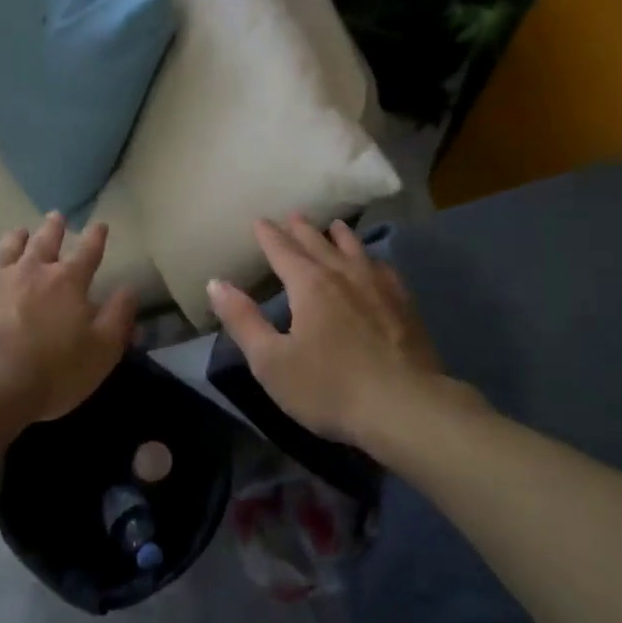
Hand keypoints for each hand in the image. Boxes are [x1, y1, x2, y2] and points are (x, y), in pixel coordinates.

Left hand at [0, 212, 137, 432]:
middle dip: (54, 228)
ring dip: (15, 240)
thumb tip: (129, 289)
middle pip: (44, 242)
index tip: (100, 224)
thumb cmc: (50, 373)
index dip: (96, 238)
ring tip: (19, 232)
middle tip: (56, 216)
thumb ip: (118, 318)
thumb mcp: (101, 352)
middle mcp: (30, 271)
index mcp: (67, 282)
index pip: (88, 253)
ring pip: (6, 250)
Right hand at [207, 215, 449, 448]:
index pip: (283, 251)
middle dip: (302, 229)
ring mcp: (379, 288)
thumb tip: (216, 283)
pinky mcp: (405, 306)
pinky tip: (375, 264)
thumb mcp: (271, 361)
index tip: (259, 220)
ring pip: (355, 251)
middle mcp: (344, 276)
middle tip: (293, 214)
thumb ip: (243, 320)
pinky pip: (384, 270)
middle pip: (319, 244)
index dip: (269, 235)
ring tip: (334, 226)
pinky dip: (372, 259)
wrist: (405, 408)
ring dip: (340, 236)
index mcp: (309, 286)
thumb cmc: (329, 388)